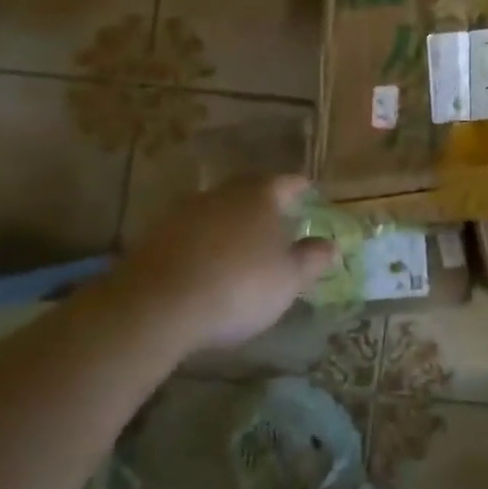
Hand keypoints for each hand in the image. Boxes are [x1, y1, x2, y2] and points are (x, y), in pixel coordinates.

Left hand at [106, 175, 336, 354]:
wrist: (157, 306)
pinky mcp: (156, 236)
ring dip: (231, 222)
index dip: (301, 188)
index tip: (309, 192)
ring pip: (218, 209)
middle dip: (264, 201)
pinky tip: (207, 263)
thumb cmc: (238, 286)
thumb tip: (331, 244)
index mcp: (261, 195)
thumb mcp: (288, 279)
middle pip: (250, 190)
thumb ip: (312, 259)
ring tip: (242, 242)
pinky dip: (204, 242)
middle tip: (277, 215)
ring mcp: (185, 212)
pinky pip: (191, 232)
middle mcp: (223, 193)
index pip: (288, 182)